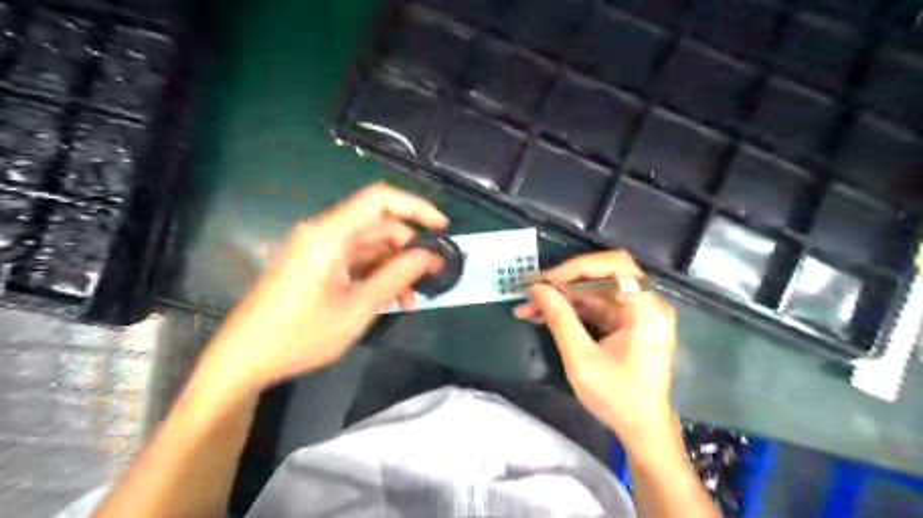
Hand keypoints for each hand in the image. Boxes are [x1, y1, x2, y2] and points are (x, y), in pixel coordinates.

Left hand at [196, 183, 449, 394]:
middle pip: (378, 226)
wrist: (245, 359)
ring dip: (393, 269)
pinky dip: (375, 276)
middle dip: (407, 250)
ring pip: (369, 247)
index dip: (415, 208)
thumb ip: (396, 277)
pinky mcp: (316, 266)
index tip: (441, 228)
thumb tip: (429, 257)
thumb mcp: (357, 308)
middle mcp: (323, 234)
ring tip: (409, 301)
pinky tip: (389, 300)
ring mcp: (318, 251)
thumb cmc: (300, 335)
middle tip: (430, 278)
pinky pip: (355, 262)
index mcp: (329, 235)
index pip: (379, 200)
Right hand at [512, 250, 674, 439]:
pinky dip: (569, 311)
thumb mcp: (582, 359)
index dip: (577, 267)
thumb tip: (537, 288)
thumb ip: (559, 318)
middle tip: (529, 293)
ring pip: (591, 293)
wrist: (643, 430)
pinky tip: (542, 317)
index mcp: (645, 308)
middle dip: (561, 285)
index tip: (546, 280)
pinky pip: (594, 308)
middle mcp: (645, 303)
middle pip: (600, 278)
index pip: (614, 265)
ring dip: (560, 299)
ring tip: (527, 309)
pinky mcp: (625, 324)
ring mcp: (635, 313)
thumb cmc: (618, 397)